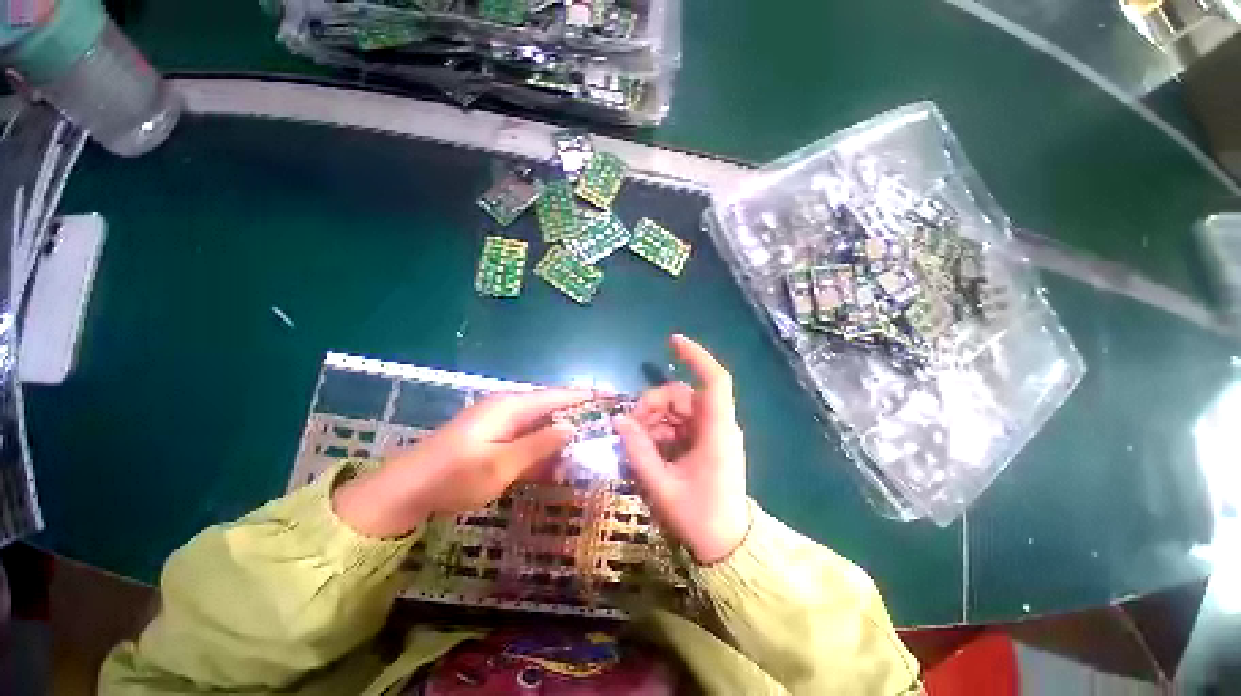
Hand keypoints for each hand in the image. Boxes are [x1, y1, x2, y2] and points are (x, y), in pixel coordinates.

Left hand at [332, 389, 586, 537]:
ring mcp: (498, 421)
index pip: (557, 395)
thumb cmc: (454, 477)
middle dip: (575, 419)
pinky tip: (551, 466)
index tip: (610, 396)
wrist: (405, 490)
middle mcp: (507, 407)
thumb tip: (569, 428)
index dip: (585, 395)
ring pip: (539, 425)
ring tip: (581, 453)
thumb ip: (538, 445)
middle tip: (601, 432)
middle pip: (550, 408)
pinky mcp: (492, 435)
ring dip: (558, 439)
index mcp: (511, 406)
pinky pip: (525, 437)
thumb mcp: (501, 465)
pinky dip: (540, 449)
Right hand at [614, 335, 750, 563]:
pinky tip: (647, 447)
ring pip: (678, 409)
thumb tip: (619, 420)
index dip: (696, 356)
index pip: (714, 381)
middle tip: (630, 424)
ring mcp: (711, 434)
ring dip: (654, 419)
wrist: (727, 547)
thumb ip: (638, 450)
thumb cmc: (700, 518)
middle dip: (654, 403)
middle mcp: (717, 426)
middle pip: (683, 395)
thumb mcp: (662, 486)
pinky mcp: (704, 443)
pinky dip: (660, 430)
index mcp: (717, 432)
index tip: (672, 341)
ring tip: (635, 440)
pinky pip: (679, 425)